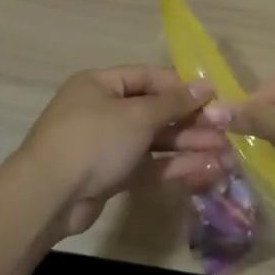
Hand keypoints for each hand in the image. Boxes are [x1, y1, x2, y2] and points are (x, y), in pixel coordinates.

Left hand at [17, 66, 230, 234]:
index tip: (214, 97)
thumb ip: (173, 103)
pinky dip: (173, 168)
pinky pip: (146, 166)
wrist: (49, 196)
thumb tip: (206, 86)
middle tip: (225, 132)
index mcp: (100, 85)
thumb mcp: (137, 116)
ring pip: (153, 142)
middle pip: (153, 112)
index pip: (147, 78)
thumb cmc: (94, 140)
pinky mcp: (109, 176)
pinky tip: (204, 172)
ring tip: (224, 155)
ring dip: (187, 147)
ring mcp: (105, 145)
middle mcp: (102, 111)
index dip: (180, 86)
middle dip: (189, 122)